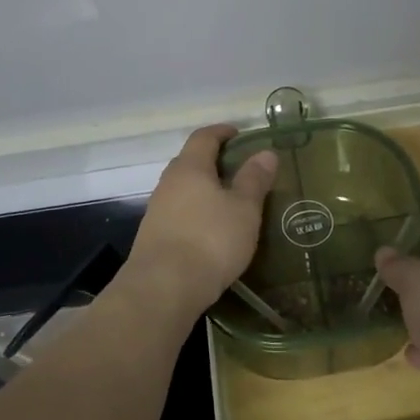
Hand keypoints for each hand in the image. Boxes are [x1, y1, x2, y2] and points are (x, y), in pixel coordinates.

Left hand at [126, 126, 278, 316]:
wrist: (163, 288)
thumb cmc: (210, 240)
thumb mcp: (244, 209)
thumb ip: (254, 179)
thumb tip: (265, 152)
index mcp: (190, 168)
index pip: (204, 137)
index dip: (222, 131)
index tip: (239, 133)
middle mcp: (168, 183)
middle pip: (190, 161)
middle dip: (213, 161)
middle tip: (239, 169)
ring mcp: (157, 210)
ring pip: (183, 189)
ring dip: (204, 189)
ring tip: (229, 201)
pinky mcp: (154, 236)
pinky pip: (178, 212)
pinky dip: (196, 212)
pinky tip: (210, 229)